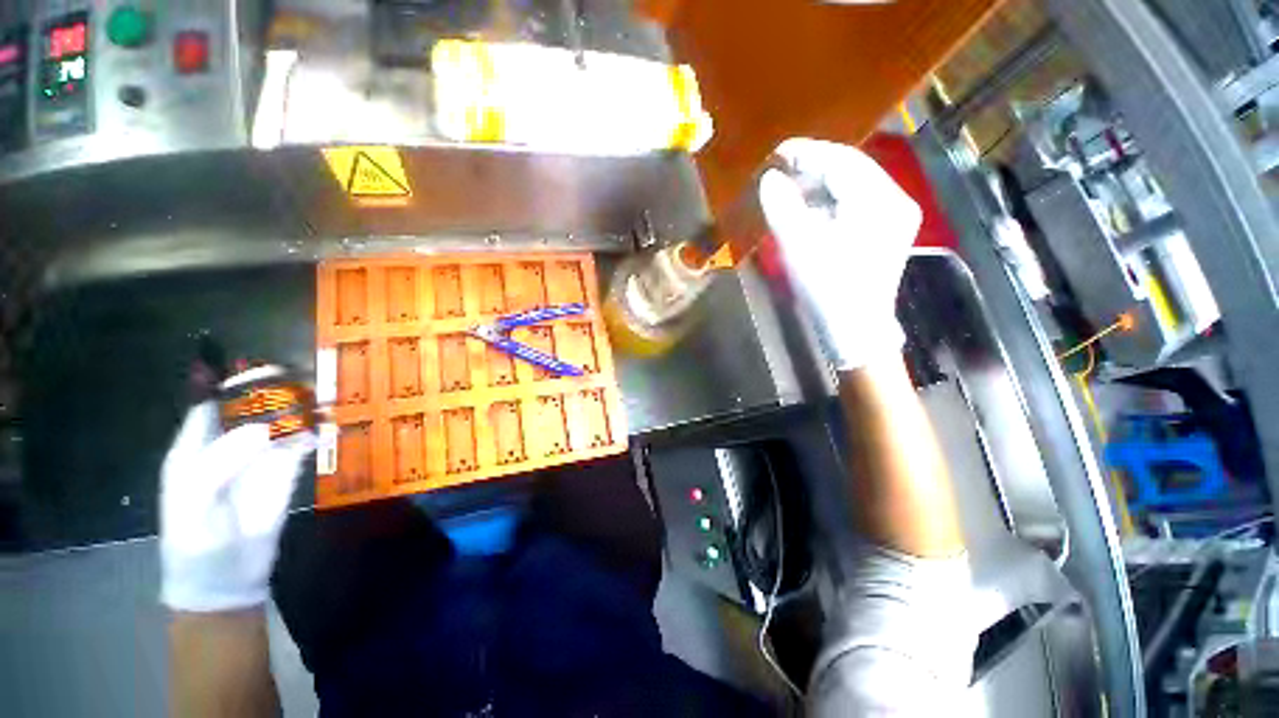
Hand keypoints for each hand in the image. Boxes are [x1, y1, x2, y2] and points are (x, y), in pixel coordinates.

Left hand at [160, 369, 312, 611]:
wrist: (226, 578)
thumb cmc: (197, 540)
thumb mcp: (196, 503)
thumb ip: (221, 463)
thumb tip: (263, 427)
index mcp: (196, 447)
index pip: (214, 404)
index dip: (236, 386)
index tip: (265, 373)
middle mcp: (229, 445)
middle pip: (253, 408)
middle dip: (277, 392)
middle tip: (305, 380)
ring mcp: (259, 458)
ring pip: (282, 422)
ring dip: (302, 409)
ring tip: (324, 398)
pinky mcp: (285, 471)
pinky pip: (302, 444)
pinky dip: (315, 432)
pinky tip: (328, 427)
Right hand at [759, 138, 921, 369]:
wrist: (855, 332)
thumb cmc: (828, 291)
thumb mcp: (799, 248)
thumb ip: (782, 208)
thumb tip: (770, 179)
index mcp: (879, 201)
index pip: (842, 161)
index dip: (807, 153)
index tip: (776, 153)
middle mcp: (894, 201)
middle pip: (850, 171)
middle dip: (812, 169)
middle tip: (779, 173)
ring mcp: (893, 218)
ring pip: (852, 187)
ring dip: (819, 186)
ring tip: (790, 192)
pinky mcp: (885, 233)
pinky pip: (855, 205)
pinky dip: (829, 203)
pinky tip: (809, 213)